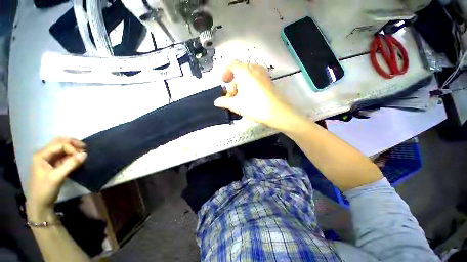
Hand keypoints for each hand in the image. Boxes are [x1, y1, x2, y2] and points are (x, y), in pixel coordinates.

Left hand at [27, 137, 86, 221]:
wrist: (39, 204)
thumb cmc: (45, 190)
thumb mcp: (57, 177)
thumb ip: (71, 164)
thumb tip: (85, 154)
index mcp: (42, 155)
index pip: (60, 144)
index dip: (72, 148)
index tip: (81, 157)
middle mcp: (44, 154)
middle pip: (59, 142)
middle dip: (73, 143)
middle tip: (85, 148)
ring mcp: (48, 160)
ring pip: (62, 149)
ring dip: (73, 149)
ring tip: (83, 154)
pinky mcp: (53, 165)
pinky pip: (63, 156)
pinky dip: (71, 156)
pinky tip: (77, 160)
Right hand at [214, 60, 301, 130]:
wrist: (276, 112)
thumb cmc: (253, 106)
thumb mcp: (236, 105)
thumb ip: (224, 102)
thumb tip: (216, 102)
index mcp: (244, 71)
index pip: (231, 64)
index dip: (225, 72)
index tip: (223, 82)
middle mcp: (254, 68)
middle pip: (239, 72)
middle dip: (233, 84)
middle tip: (231, 96)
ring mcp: (263, 74)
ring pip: (247, 76)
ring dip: (241, 86)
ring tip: (240, 99)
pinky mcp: (268, 80)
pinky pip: (255, 79)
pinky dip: (249, 86)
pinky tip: (249, 98)